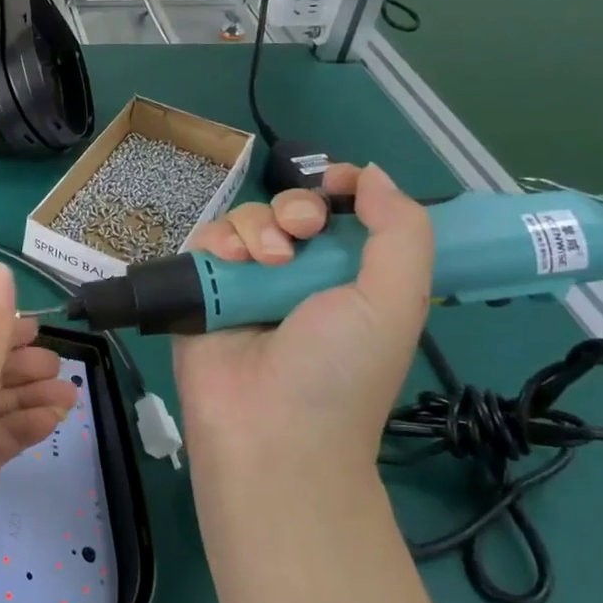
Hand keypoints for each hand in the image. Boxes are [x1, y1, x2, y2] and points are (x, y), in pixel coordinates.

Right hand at [173, 163, 432, 480]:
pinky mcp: (201, 289)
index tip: (336, 182)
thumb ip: (400, 231)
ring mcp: (245, 281)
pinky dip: (217, 241)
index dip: (338, 188)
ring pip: (244, 219)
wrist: (270, 429)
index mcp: (347, 277)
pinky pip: (205, 241)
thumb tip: (370, 173)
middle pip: (288, 209)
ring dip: (256, 227)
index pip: (340, 214)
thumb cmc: (341, 370)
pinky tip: (230, 262)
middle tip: (301, 233)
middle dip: (296, 208)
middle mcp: (295, 274)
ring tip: (262, 262)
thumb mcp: (395, 301)